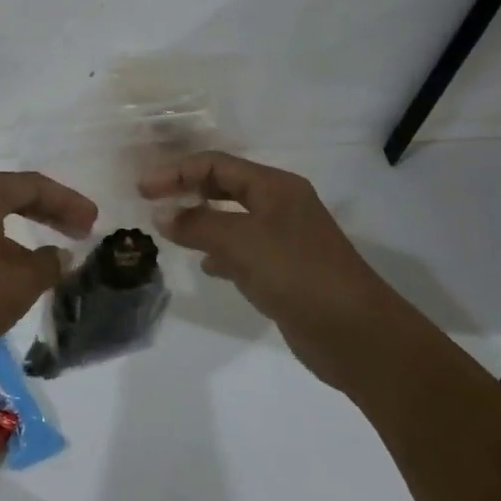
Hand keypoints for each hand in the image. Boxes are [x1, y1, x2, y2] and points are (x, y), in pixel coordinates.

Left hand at [0, 170, 97, 364]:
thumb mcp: (17, 284)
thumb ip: (47, 264)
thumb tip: (60, 255)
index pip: (34, 186)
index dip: (69, 202)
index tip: (95, 221)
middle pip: (14, 194)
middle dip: (51, 211)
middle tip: (82, 229)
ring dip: (27, 227)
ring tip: (55, 246)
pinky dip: (5, 240)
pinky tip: (16, 262)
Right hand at [140, 151, 387, 386]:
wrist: (358, 335)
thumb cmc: (298, 275)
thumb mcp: (241, 243)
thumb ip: (197, 225)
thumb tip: (161, 215)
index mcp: (274, 187)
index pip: (216, 164)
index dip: (176, 172)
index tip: (143, 190)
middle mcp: (281, 205)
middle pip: (225, 186)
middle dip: (188, 191)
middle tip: (151, 202)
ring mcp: (286, 238)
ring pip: (233, 219)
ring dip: (201, 221)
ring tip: (170, 232)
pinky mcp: (287, 270)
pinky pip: (244, 250)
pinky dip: (220, 252)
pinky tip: (206, 266)